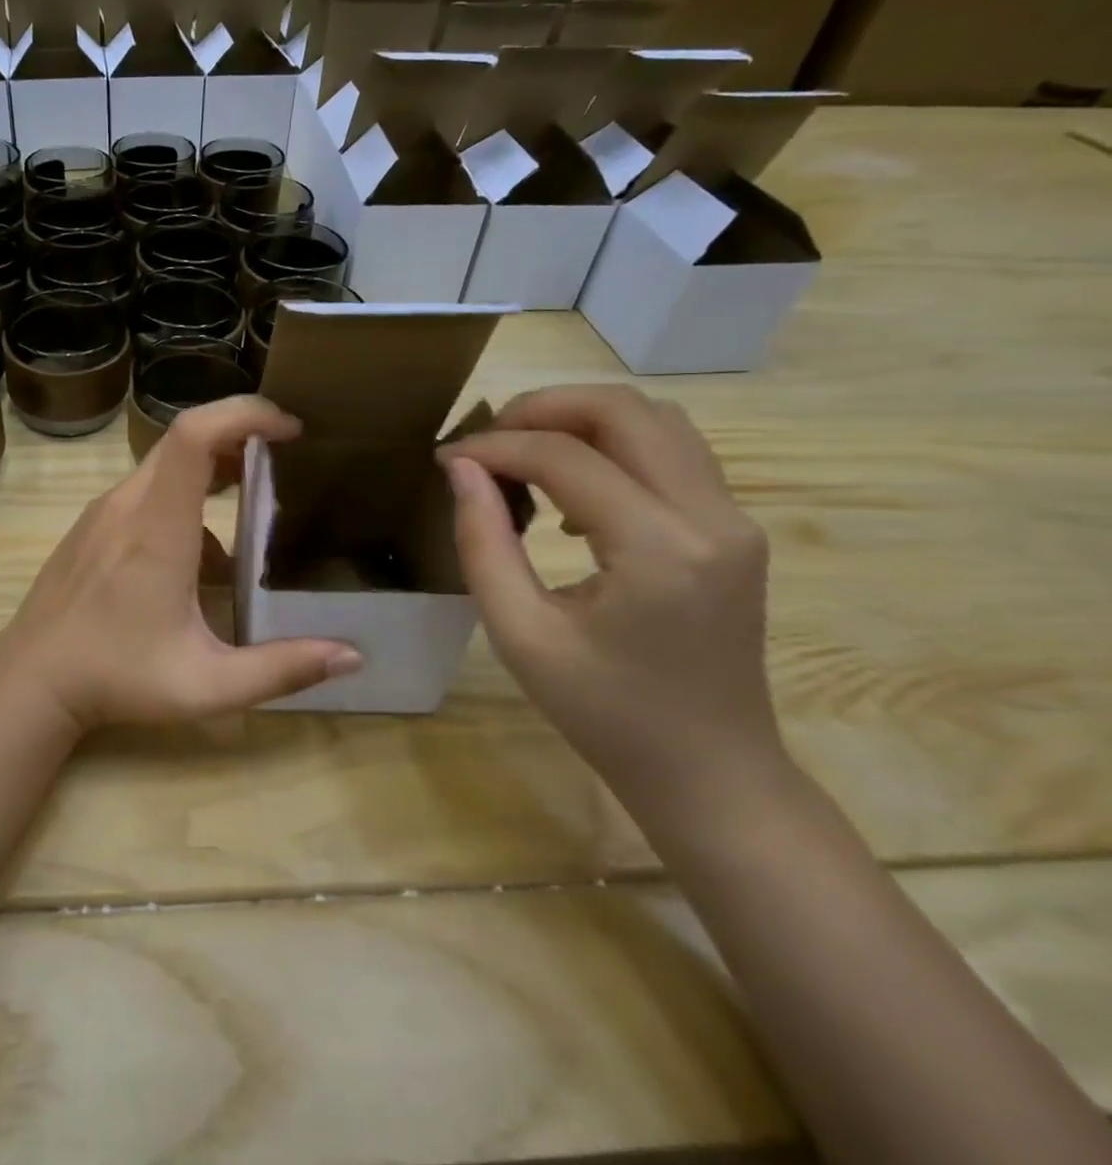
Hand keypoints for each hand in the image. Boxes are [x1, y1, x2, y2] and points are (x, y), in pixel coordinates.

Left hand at [0, 396, 362, 729]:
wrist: (31, 680)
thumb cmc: (117, 678)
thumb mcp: (207, 685)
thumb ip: (282, 669)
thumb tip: (352, 656)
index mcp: (157, 528)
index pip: (194, 435)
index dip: (244, 415)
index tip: (289, 430)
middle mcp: (128, 504)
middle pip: (184, 438)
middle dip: (240, 436)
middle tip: (286, 460)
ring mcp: (104, 511)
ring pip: (165, 465)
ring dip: (214, 471)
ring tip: (255, 506)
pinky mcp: (92, 524)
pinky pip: (146, 492)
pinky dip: (185, 500)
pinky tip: (202, 559)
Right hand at [437, 384, 783, 815]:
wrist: (711, 772)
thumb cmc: (605, 713)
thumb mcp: (520, 634)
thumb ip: (483, 542)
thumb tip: (461, 469)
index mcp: (660, 550)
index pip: (567, 458)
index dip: (497, 446)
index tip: (447, 457)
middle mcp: (711, 518)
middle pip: (624, 410)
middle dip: (543, 409)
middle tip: (487, 439)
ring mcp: (734, 520)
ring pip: (655, 420)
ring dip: (580, 420)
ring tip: (522, 452)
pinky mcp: (734, 529)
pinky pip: (671, 452)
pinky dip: (613, 446)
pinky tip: (571, 490)